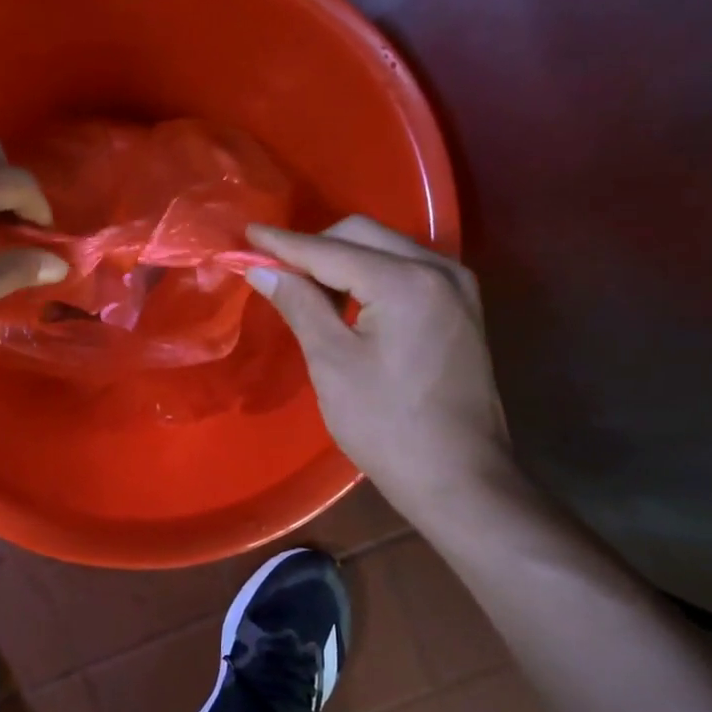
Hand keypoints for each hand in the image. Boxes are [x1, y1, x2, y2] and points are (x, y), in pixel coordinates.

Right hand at [246, 217, 511, 502]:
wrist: (458, 478)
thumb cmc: (386, 425)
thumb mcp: (332, 363)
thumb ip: (299, 305)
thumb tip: (262, 269)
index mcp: (406, 282)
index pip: (331, 249)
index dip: (284, 244)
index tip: (248, 234)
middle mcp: (440, 269)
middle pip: (364, 235)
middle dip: (316, 247)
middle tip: (276, 271)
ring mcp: (458, 287)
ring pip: (388, 248)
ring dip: (344, 259)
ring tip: (307, 290)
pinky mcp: (462, 307)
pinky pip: (407, 269)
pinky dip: (372, 274)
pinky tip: (348, 301)